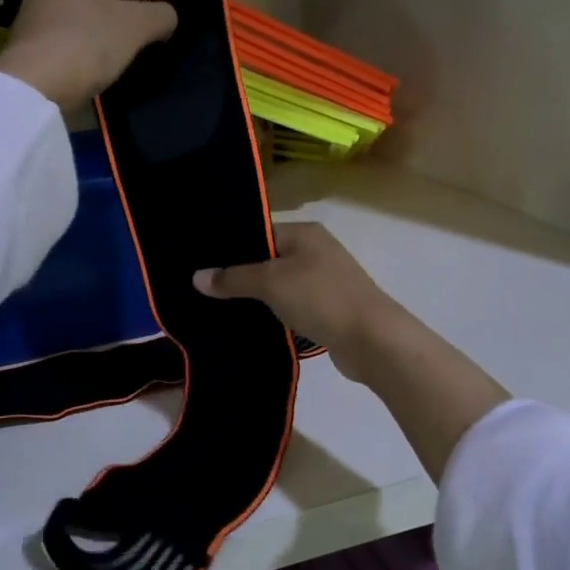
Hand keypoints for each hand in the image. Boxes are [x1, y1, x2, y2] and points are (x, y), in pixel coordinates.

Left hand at [0, 0, 177, 111]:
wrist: (33, 81)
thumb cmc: (90, 43)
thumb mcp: (137, 28)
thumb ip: (162, 16)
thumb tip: (167, 16)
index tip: (177, 13)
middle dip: (135, 1)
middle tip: (157, 24)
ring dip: (114, 15)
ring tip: (134, 38)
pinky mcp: (31, 21)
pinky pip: (72, 17)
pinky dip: (92, 27)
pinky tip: (103, 48)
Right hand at [193, 222, 399, 382]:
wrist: (372, 339)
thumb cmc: (321, 298)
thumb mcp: (271, 282)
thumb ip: (233, 278)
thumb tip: (197, 277)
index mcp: (304, 232)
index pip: (259, 230)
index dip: (230, 246)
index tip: (200, 262)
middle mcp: (315, 250)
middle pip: (267, 257)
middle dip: (239, 273)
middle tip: (203, 287)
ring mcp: (324, 279)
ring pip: (279, 283)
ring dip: (256, 296)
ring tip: (218, 306)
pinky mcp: (327, 307)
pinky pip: (291, 304)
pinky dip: (273, 311)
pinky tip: (250, 323)